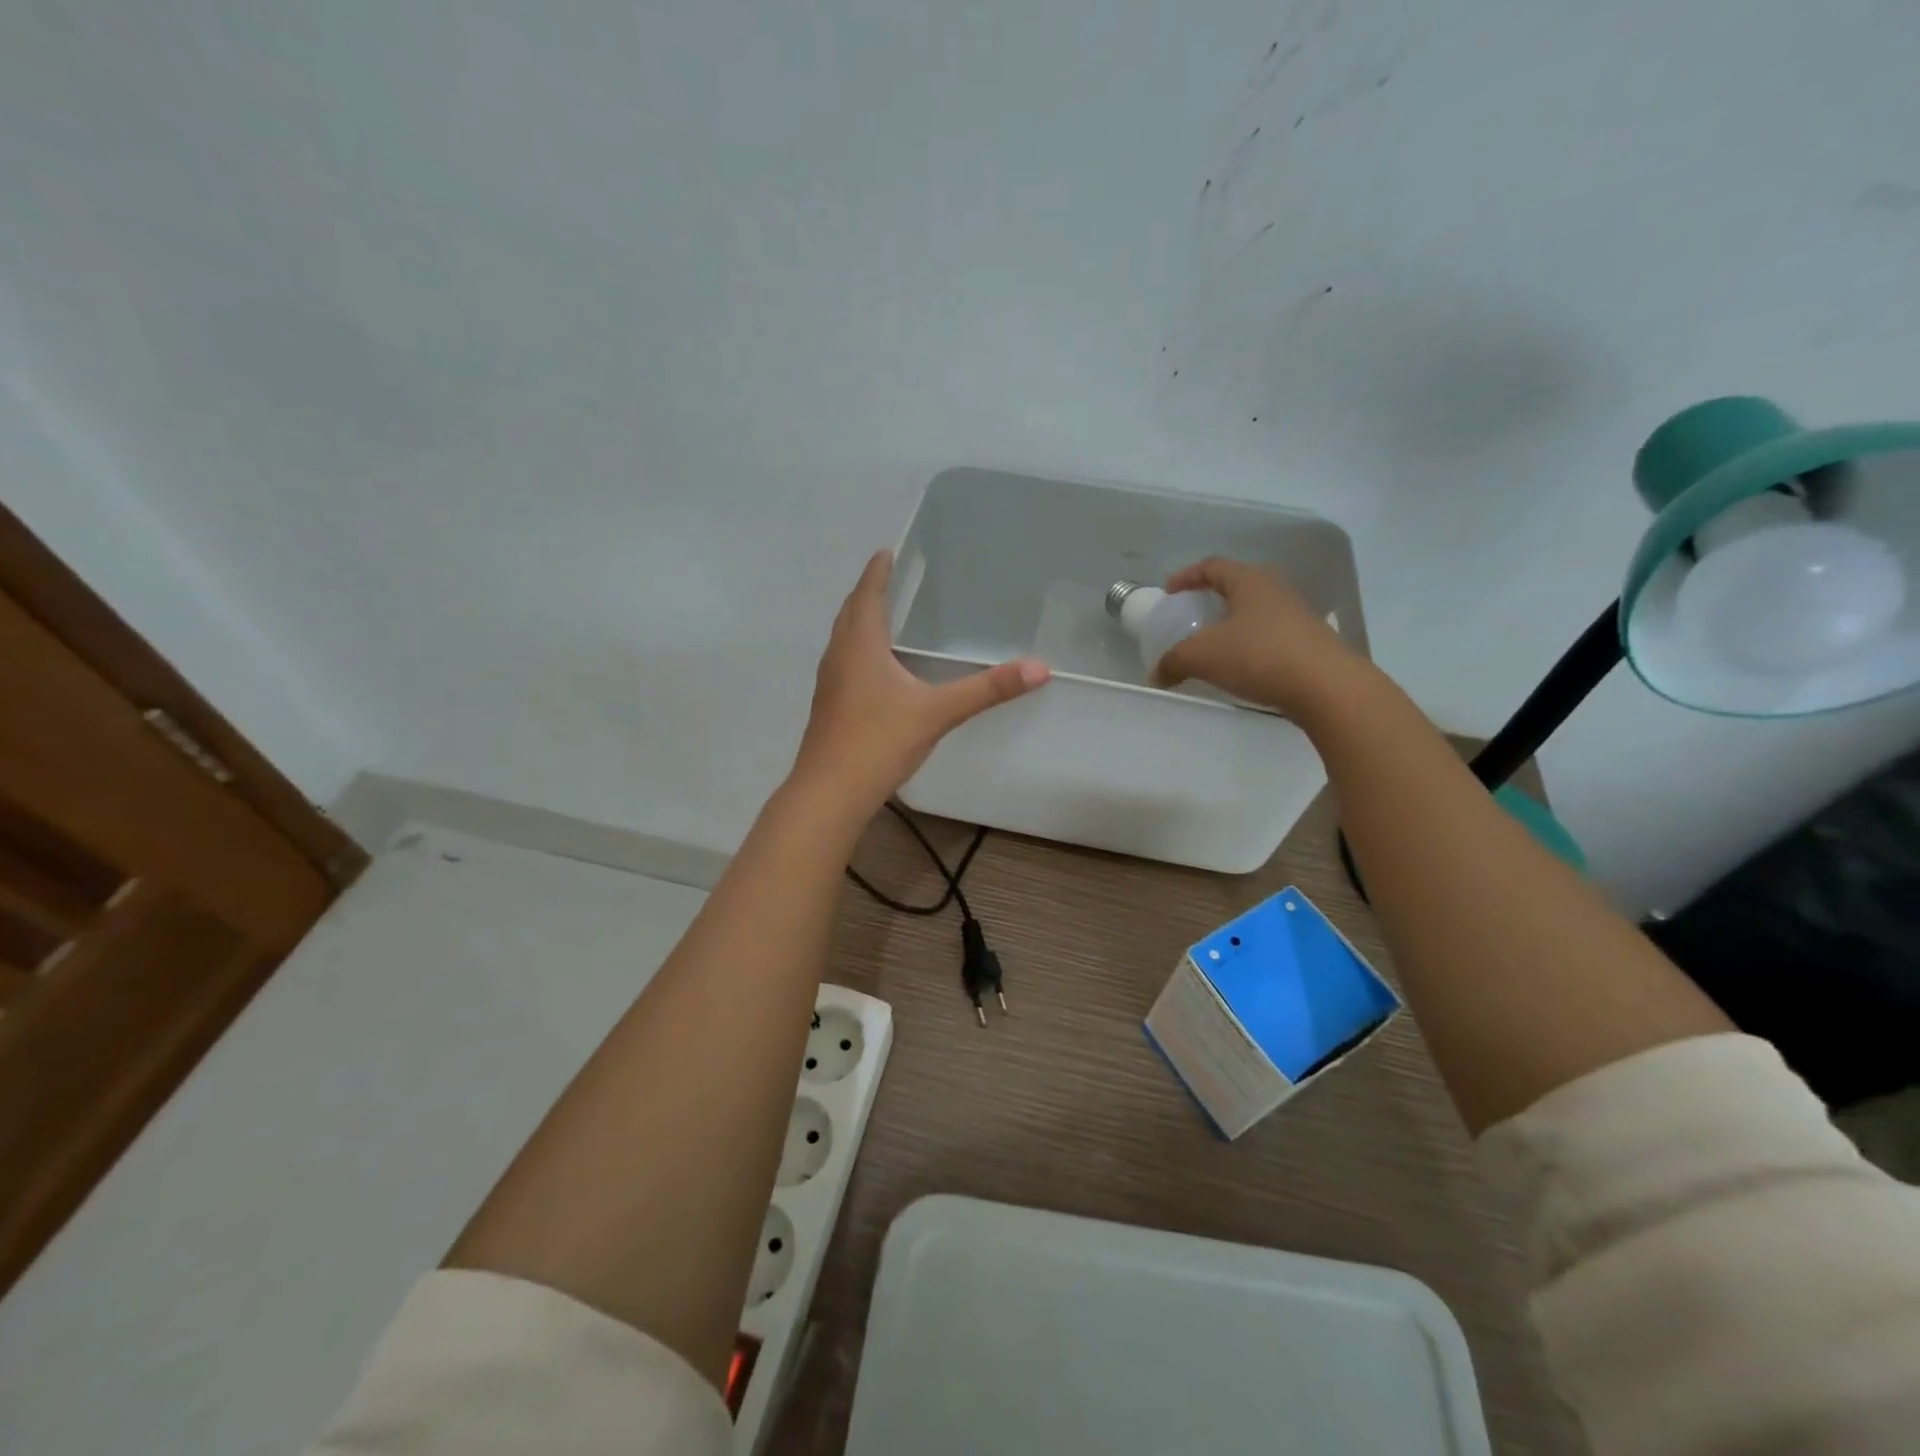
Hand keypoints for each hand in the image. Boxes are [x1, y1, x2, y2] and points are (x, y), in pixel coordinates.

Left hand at [792, 550, 1049, 812]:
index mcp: (860, 646)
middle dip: (867, 592)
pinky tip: (876, 670)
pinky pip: (843, 663)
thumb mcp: (938, 713)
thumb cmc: (879, 742)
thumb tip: (1039, 668)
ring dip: (859, 621)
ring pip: (843, 639)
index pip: (867, 595)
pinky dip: (858, 650)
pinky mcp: (829, 707)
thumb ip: (987, 689)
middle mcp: (839, 656)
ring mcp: (829, 683)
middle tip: (887, 578)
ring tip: (882, 616)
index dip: (877, 572)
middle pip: (850, 613)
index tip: (886, 552)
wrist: (829, 793)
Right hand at [1152, 557, 1364, 718]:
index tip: (1169, 592)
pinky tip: (1241, 667)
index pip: (1213, 566)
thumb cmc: (1258, 656)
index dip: (1187, 576)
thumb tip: (1156, 674)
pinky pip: (1271, 636)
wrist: (1326, 687)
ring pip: (1256, 612)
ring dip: (1233, 624)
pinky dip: (1250, 646)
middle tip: (1192, 616)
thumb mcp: (1202, 657)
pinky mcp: (1310, 643)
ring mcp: (1298, 616)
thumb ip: (1173, 661)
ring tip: (1215, 646)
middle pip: (1238, 586)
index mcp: (1249, 581)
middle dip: (1212, 599)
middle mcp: (1276, 590)